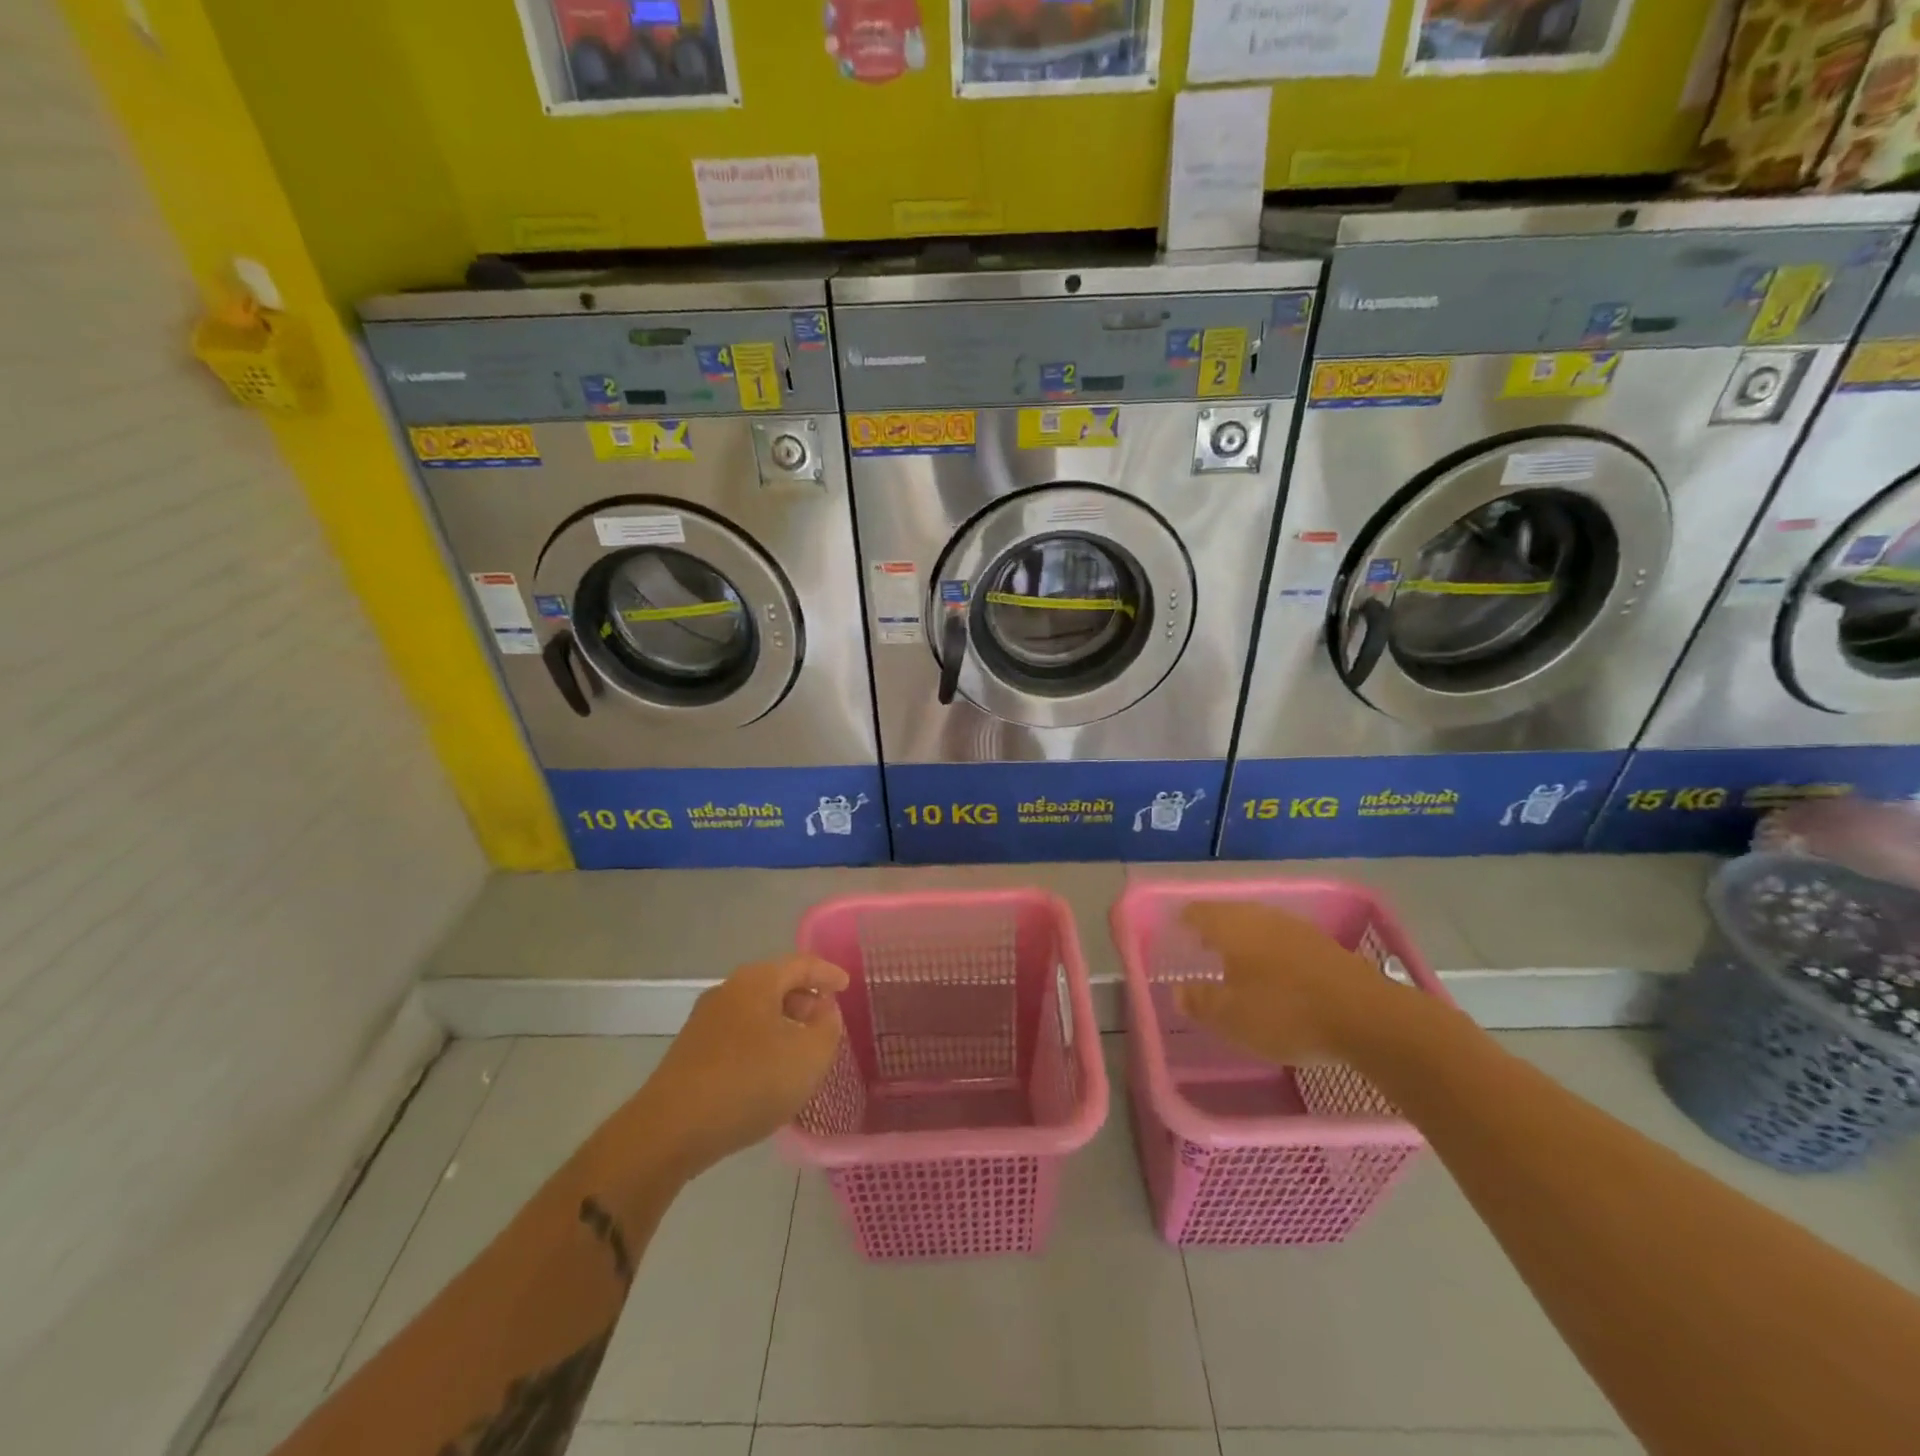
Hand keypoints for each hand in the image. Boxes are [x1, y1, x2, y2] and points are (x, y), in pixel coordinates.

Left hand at [635, 956, 849, 1178]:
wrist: (670, 1129)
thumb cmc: (749, 1082)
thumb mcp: (808, 1056)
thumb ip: (827, 1027)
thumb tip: (824, 1010)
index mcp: (757, 981)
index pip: (802, 964)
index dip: (828, 974)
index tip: (847, 986)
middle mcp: (728, 990)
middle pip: (776, 984)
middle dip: (804, 999)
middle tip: (826, 1021)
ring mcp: (704, 1021)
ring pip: (755, 1010)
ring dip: (782, 1023)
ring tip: (801, 1049)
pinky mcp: (691, 1051)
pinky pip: (738, 1034)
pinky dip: (761, 1042)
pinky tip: (768, 1071)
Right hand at [1174, 901, 1413, 1065]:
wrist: (1367, 1017)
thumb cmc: (1285, 1012)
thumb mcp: (1231, 1017)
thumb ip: (1200, 1001)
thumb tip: (1178, 990)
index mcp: (1231, 926)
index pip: (1198, 912)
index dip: (1184, 921)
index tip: (1174, 932)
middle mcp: (1260, 917)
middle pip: (1228, 914)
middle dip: (1212, 928)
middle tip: (1199, 946)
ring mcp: (1295, 928)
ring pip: (1258, 925)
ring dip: (1243, 939)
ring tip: (1234, 960)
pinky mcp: (1323, 945)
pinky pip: (1283, 939)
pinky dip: (1269, 951)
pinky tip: (1273, 971)